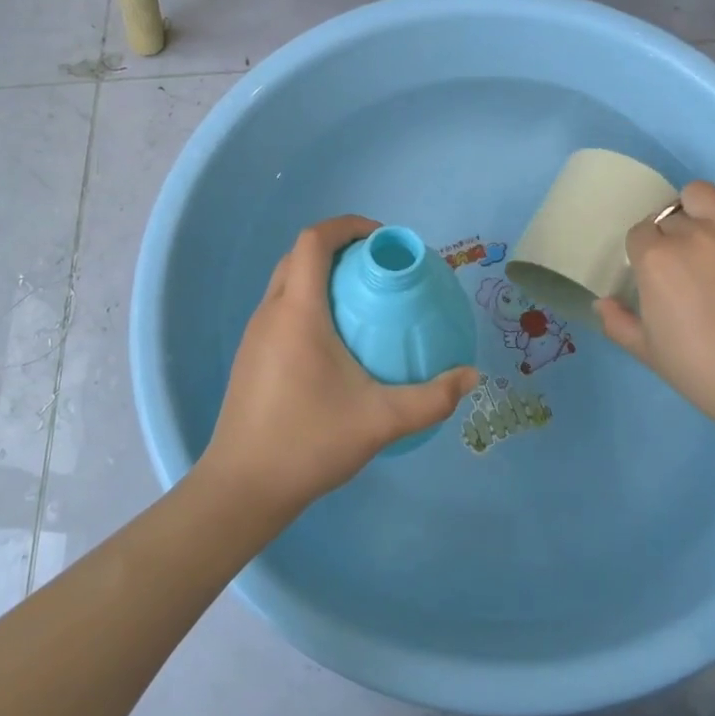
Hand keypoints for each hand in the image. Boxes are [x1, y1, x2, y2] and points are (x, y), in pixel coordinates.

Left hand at [201, 215, 478, 519]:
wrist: (242, 489)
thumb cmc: (308, 443)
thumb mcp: (380, 421)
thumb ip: (432, 399)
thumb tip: (472, 377)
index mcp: (298, 311)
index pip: (314, 240)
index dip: (348, 226)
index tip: (383, 240)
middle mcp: (271, 312)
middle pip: (299, 255)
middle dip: (339, 247)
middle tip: (379, 267)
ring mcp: (256, 334)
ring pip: (287, 280)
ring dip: (322, 273)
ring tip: (363, 298)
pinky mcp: (251, 356)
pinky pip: (282, 306)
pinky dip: (309, 299)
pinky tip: (336, 338)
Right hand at [596, 168, 714, 433]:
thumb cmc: (700, 367)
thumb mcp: (647, 352)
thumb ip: (618, 323)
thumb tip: (601, 303)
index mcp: (653, 259)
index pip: (640, 233)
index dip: (647, 252)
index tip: (659, 274)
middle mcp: (687, 233)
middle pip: (669, 217)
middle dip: (672, 237)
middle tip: (688, 266)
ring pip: (699, 192)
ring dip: (697, 208)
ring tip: (708, 232)